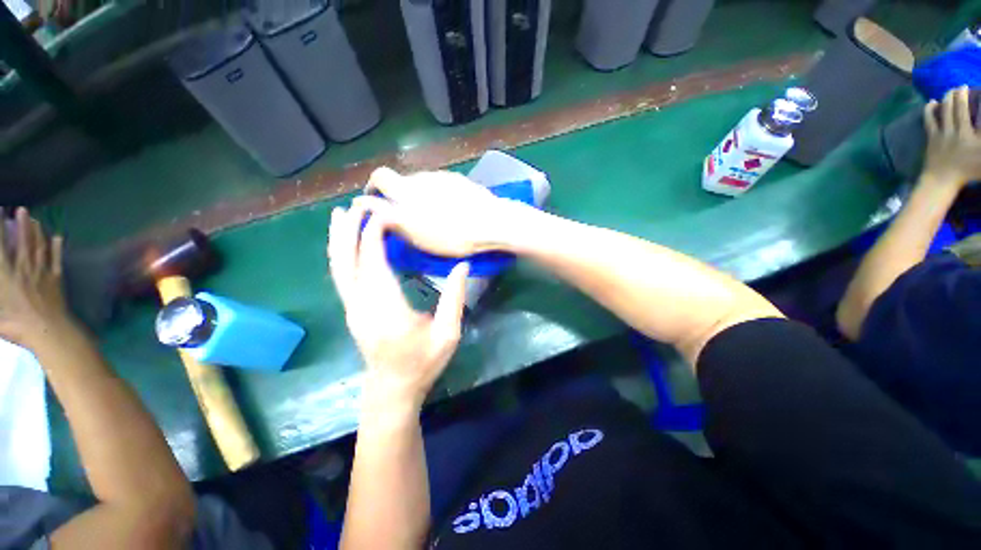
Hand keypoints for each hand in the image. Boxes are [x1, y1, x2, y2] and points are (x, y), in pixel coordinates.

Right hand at [0, 208, 72, 349]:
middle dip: (22, 223)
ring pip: (40, 247)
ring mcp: (42, 273)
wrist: (47, 331)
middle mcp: (24, 268)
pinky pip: (57, 260)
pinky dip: (57, 248)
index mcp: (6, 274)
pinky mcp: (56, 280)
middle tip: (23, 209)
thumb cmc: (14, 324)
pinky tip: (58, 237)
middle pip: (23, 241)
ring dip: (38, 232)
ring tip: (36, 219)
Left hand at [328, 200, 469, 410]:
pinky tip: (343, 242)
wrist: (393, 388)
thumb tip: (463, 265)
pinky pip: (342, 277)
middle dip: (350, 231)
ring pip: (338, 268)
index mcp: (388, 311)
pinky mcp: (351, 310)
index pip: (374, 265)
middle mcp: (363, 306)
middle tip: (357, 205)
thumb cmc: (424, 362)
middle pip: (348, 262)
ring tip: (341, 215)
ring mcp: (352, 309)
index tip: (384, 213)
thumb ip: (455, 299)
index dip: (374, 236)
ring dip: (339, 240)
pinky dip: (340, 255)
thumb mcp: (448, 334)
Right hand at [358, 167, 525, 256]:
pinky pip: (442, 185)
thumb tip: (367, 203)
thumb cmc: (452, 235)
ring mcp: (443, 177)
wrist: (490, 223)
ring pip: (424, 184)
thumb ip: (389, 216)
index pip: (379, 176)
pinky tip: (452, 210)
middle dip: (401, 196)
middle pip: (403, 181)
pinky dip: (440, 195)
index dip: (373, 187)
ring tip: (435, 216)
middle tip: (411, 217)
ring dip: (422, 196)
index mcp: (407, 190)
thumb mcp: (415, 233)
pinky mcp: (459, 180)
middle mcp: (422, 177)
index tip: (376, 200)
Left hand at [922, 86, 980, 187]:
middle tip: (960, 87)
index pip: (972, 113)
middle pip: (957, 108)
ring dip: (946, 98)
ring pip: (944, 111)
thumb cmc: (967, 171)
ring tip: (949, 91)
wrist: (942, 182)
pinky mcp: (932, 138)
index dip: (971, 99)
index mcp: (970, 136)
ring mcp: (943, 134)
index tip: (972, 90)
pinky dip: (929, 110)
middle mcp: (957, 132)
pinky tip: (931, 102)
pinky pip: (929, 120)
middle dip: (959, 94)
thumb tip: (977, 131)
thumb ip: (980, 137)